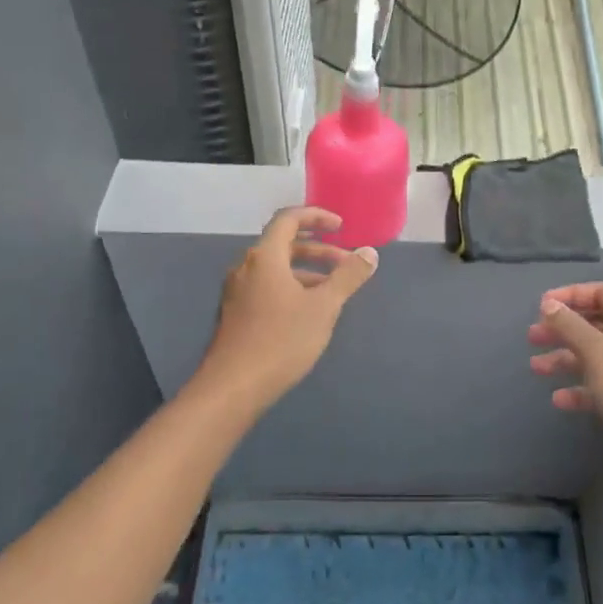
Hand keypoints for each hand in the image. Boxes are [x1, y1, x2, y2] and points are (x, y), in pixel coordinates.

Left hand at [198, 207, 376, 408]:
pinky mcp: (235, 314)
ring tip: (333, 290)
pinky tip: (308, 312)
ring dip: (306, 271)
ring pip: (276, 269)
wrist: (233, 387)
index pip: (288, 219)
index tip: (341, 227)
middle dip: (319, 249)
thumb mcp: (323, 307)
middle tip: (346, 263)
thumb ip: (348, 277)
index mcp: (264, 257)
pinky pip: (267, 287)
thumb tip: (369, 253)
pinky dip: (291, 287)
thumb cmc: (281, 340)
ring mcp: (237, 291)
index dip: (316, 216)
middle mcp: (246, 267)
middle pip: (283, 244)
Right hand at [528, 282, 602, 502]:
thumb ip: (571, 326)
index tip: (540, 306)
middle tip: (532, 338)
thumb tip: (549, 304)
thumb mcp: (599, 354)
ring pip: (599, 356)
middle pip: (599, 324)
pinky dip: (583, 388)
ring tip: (537, 369)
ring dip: (568, 359)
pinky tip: (560, 400)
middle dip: (564, 330)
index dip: (570, 296)